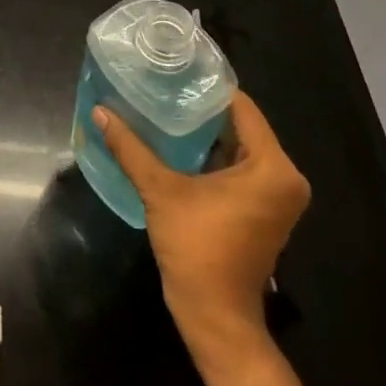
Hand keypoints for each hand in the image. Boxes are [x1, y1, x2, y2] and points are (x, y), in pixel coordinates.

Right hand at [96, 90, 309, 358]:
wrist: (215, 315)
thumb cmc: (197, 248)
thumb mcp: (161, 190)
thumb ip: (131, 148)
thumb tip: (100, 111)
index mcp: (273, 167)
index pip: (242, 108)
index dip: (207, 87)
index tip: (175, 70)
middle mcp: (285, 177)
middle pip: (241, 125)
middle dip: (202, 108)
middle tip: (164, 86)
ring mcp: (277, 196)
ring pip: (239, 146)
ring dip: (206, 132)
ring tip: (165, 107)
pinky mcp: (264, 209)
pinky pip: (240, 166)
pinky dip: (213, 154)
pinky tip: (177, 142)